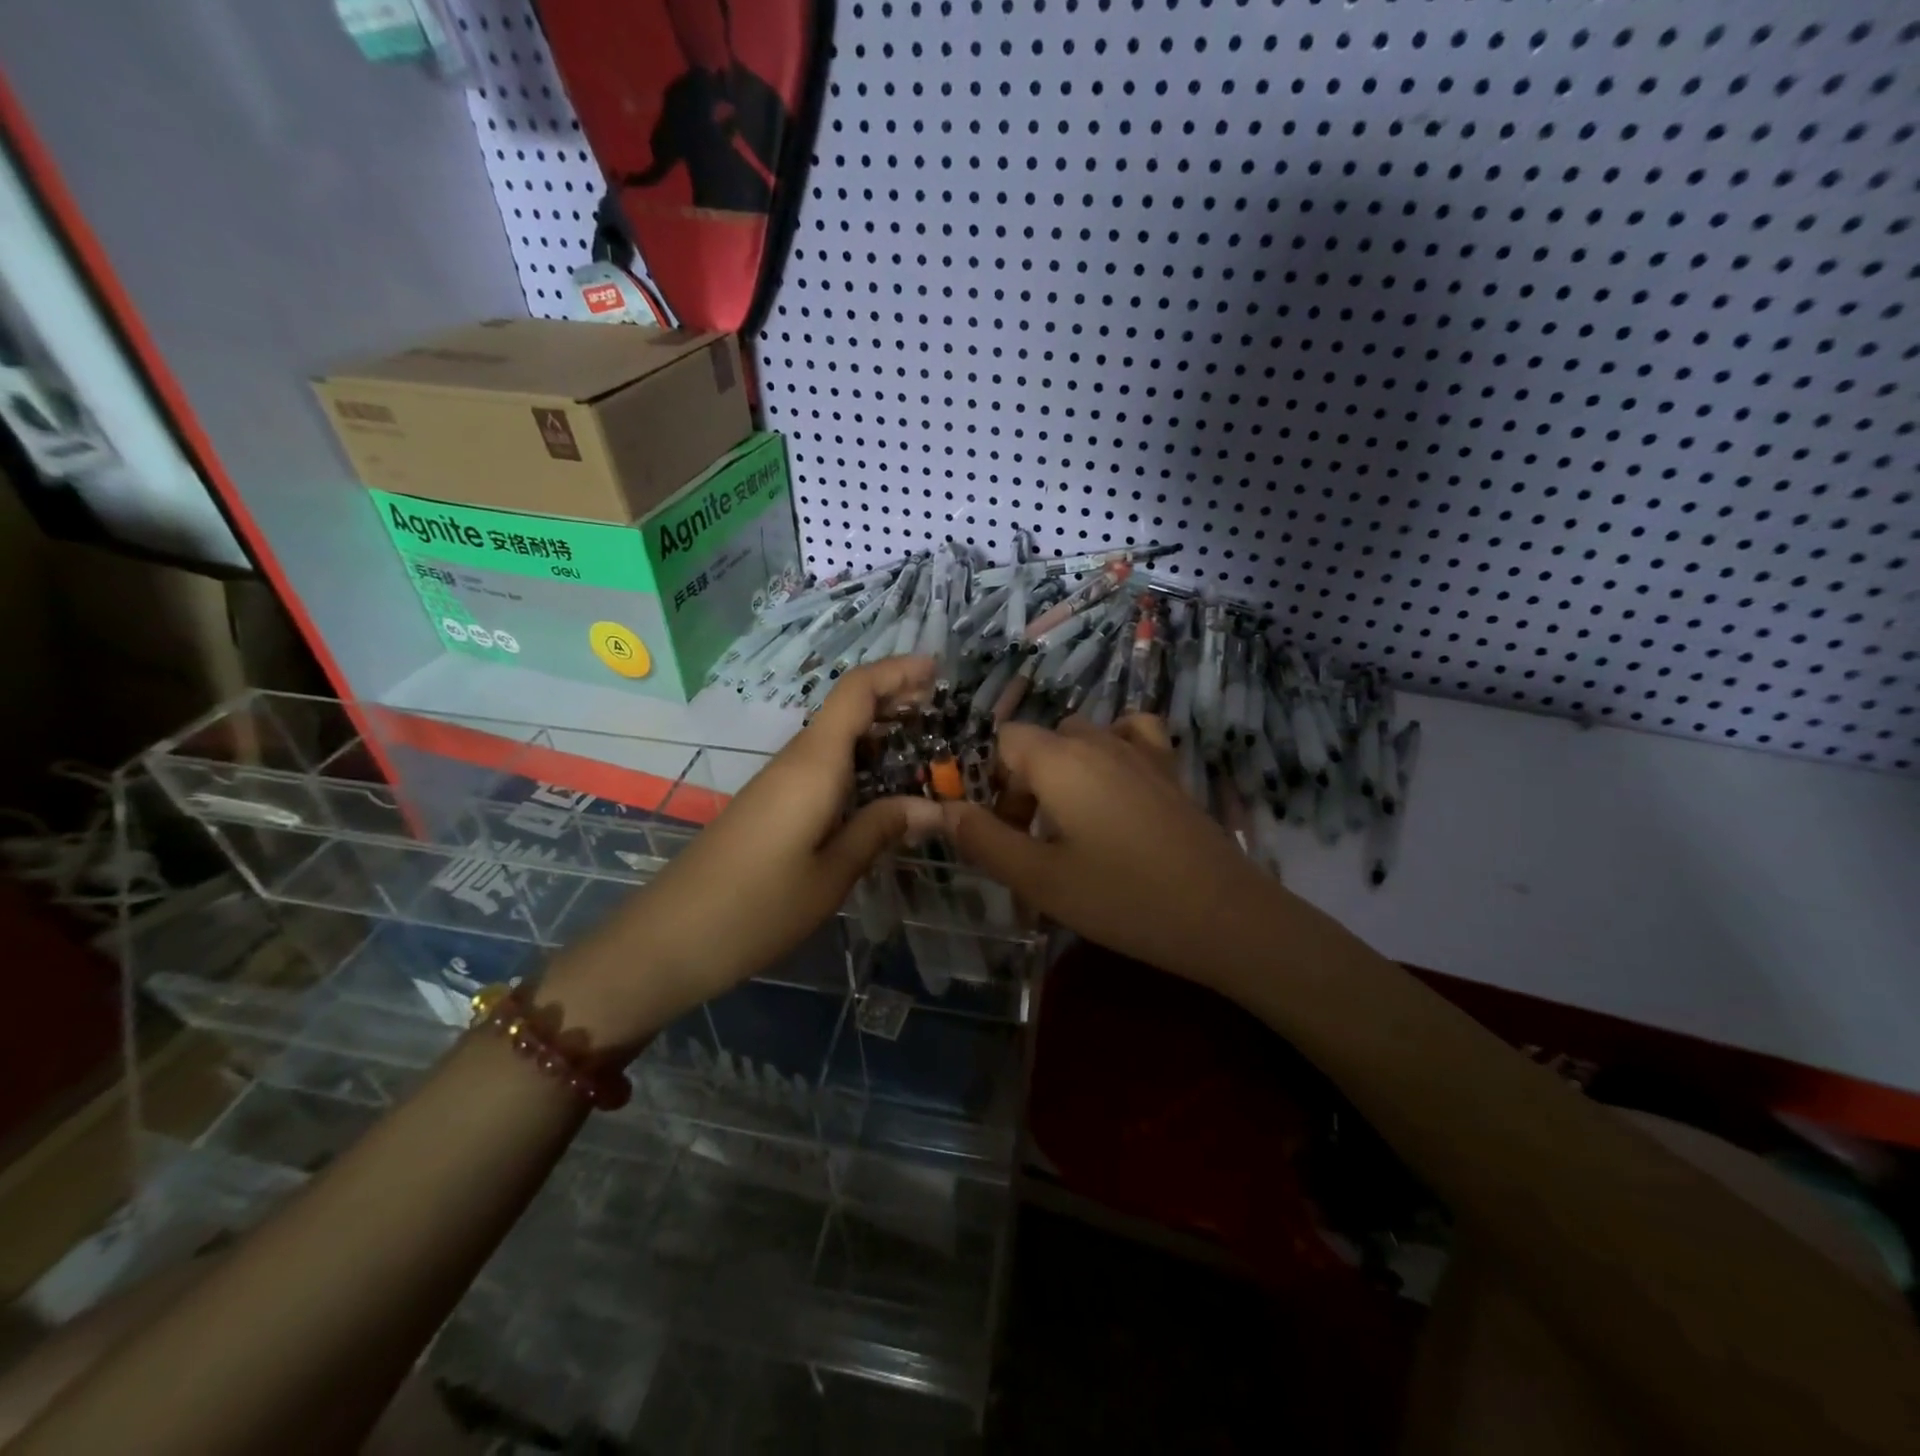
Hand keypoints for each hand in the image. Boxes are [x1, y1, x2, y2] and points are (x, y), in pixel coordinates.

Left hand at [540, 658, 945, 1050]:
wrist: (670, 938)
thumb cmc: (757, 907)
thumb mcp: (832, 874)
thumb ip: (880, 830)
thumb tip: (936, 808)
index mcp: (814, 764)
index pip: (856, 692)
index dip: (896, 671)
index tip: (937, 668)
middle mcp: (796, 760)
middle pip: (847, 708)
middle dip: (895, 699)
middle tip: (944, 712)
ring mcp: (779, 782)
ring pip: (836, 740)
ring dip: (879, 735)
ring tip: (927, 750)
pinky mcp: (771, 804)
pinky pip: (822, 767)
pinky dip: (859, 764)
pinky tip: (882, 791)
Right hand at [941, 715, 1282, 984]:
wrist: (1222, 915)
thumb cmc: (1121, 897)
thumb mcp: (1039, 879)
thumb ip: (984, 841)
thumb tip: (944, 811)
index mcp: (1059, 759)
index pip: (1005, 741)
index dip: (991, 782)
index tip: (1001, 832)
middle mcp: (1098, 741)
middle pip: (1041, 743)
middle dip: (1023, 785)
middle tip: (1030, 843)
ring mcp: (1140, 751)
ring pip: (1082, 740)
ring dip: (1063, 772)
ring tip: (1068, 822)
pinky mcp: (1170, 769)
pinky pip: (1132, 735)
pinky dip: (1114, 748)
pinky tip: (1115, 785)